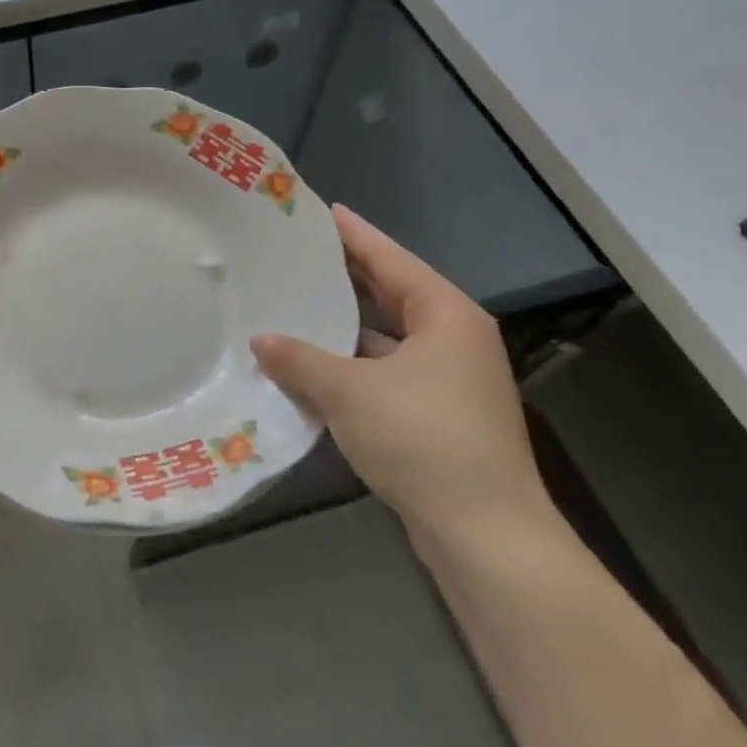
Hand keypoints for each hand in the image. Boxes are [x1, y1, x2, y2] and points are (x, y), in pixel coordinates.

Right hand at [251, 205, 550, 546]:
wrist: (486, 537)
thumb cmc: (422, 439)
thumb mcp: (349, 390)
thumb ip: (299, 359)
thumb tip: (260, 339)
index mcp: (445, 315)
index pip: (390, 259)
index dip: (353, 234)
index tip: (320, 210)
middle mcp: (453, 339)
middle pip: (391, 293)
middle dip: (345, 275)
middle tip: (297, 253)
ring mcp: (450, 380)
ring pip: (387, 336)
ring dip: (345, 325)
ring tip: (295, 304)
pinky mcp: (438, 416)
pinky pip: (386, 371)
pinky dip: (352, 365)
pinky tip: (313, 365)